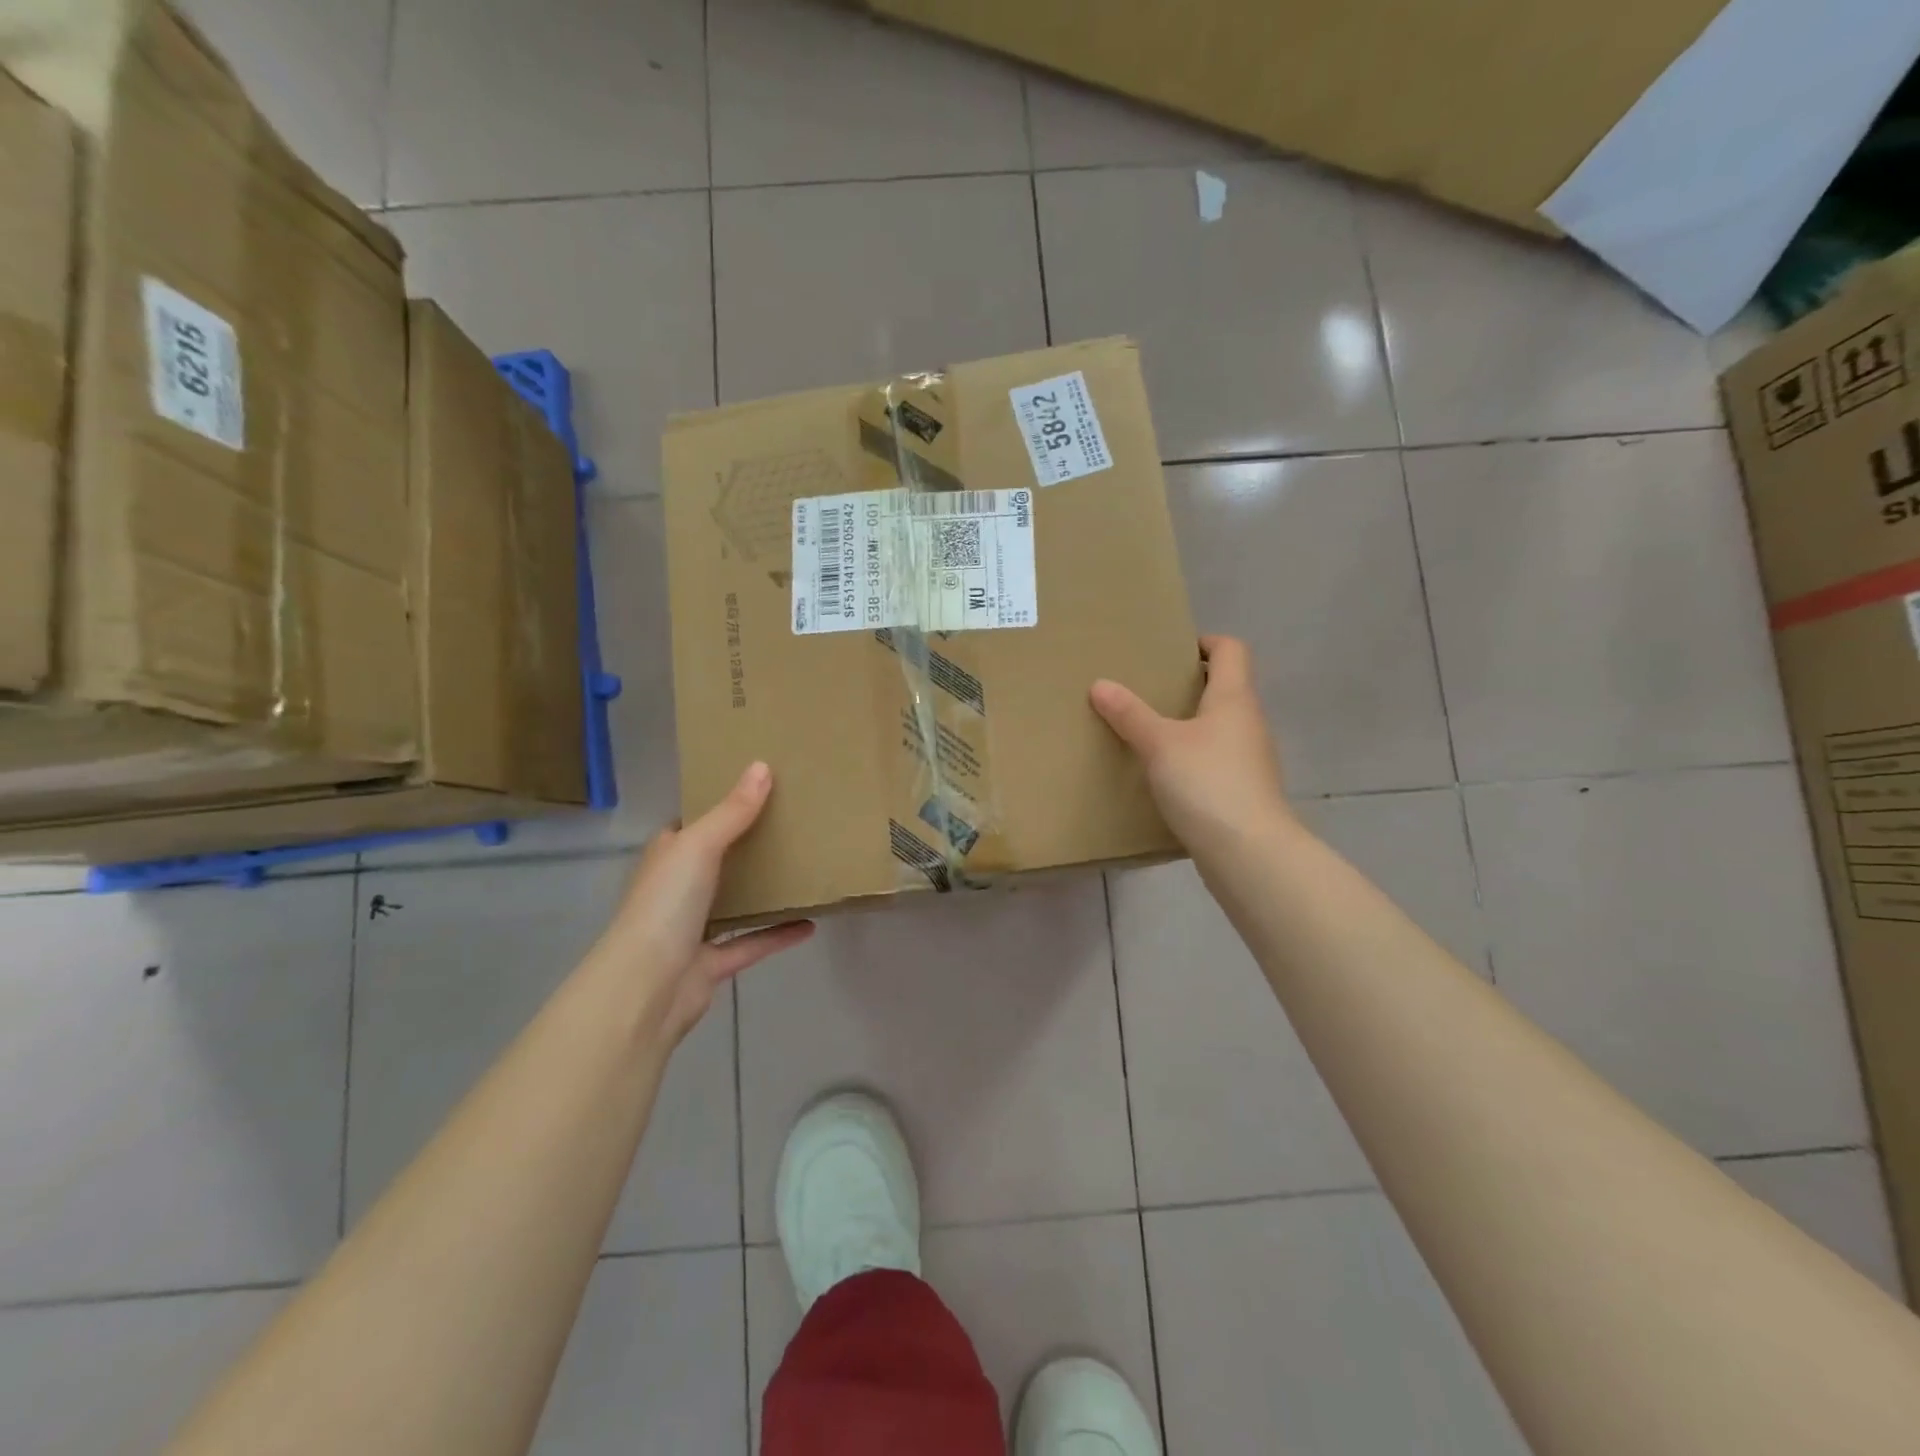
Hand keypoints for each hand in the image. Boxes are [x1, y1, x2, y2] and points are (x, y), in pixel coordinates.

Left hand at [593, 762, 813, 1048]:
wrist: (647, 986)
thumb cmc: (666, 904)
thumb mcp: (699, 845)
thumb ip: (733, 811)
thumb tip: (762, 766)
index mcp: (667, 857)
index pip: (689, 826)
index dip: (715, 808)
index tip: (754, 791)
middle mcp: (676, 890)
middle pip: (715, 862)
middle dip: (745, 847)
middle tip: (790, 825)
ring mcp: (692, 929)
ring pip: (732, 903)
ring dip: (761, 891)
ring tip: (801, 870)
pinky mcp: (711, 963)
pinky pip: (751, 943)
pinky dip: (778, 935)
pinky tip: (810, 924)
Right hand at [1090, 635, 1291, 852]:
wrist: (1249, 854)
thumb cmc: (1207, 784)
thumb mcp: (1160, 744)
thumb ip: (1130, 714)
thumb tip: (1100, 684)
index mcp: (1234, 699)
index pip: (1231, 650)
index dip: (1204, 642)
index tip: (1170, 651)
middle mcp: (1248, 723)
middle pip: (1224, 688)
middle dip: (1187, 685)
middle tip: (1146, 690)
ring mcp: (1250, 760)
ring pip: (1218, 728)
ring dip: (1188, 725)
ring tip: (1147, 732)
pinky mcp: (1242, 792)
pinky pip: (1215, 762)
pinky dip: (1192, 759)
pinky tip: (1163, 775)